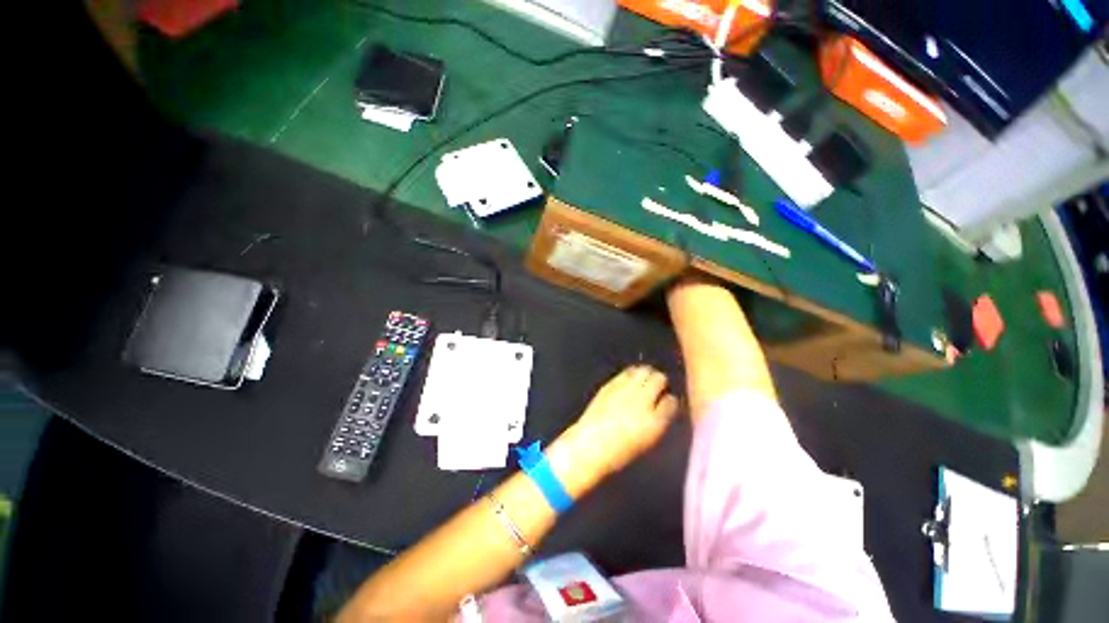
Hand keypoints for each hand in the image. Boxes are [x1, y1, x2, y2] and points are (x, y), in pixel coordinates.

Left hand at [549, 366, 678, 494]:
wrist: (590, 445)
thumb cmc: (619, 452)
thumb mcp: (646, 441)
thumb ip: (657, 421)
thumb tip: (662, 407)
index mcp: (655, 421)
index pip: (671, 401)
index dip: (670, 400)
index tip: (668, 401)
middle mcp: (642, 401)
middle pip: (659, 379)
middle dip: (660, 381)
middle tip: (658, 385)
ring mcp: (625, 390)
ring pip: (643, 370)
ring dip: (647, 373)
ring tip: (645, 379)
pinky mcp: (611, 385)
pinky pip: (626, 372)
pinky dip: (631, 373)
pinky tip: (630, 379)